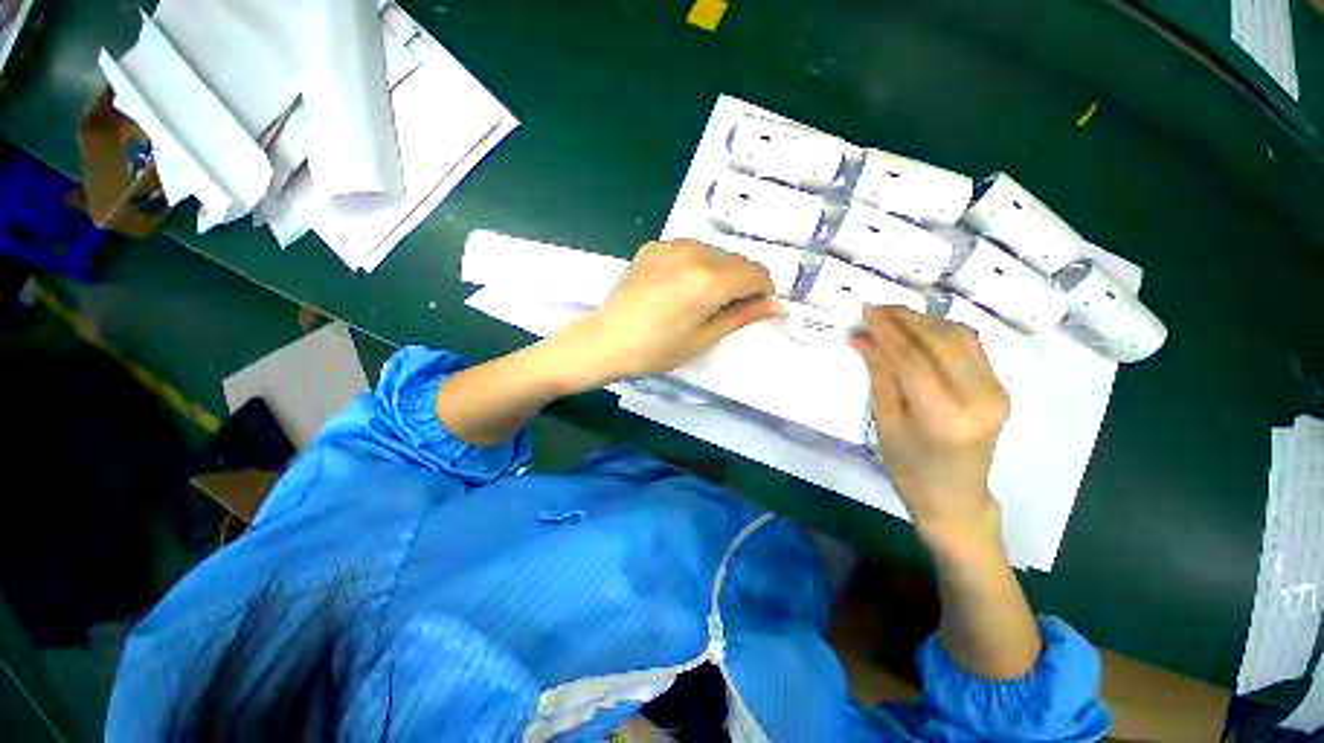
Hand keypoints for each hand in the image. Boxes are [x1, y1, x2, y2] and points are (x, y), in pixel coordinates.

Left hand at [555, 240, 780, 387]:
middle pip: (737, 260)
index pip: (756, 273)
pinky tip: (679, 287)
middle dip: (743, 282)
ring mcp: (671, 245)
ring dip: (720, 272)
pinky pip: (690, 250)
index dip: (763, 291)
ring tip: (701, 300)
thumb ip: (741, 316)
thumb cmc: (656, 349)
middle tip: (729, 309)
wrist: (606, 340)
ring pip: (715, 252)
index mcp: (709, 280)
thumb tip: (775, 305)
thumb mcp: (703, 339)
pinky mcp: (654, 246)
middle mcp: (694, 252)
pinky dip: (696, 265)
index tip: (756, 309)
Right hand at [851, 306, 1008, 542]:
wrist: (955, 497)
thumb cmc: (910, 469)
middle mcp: (980, 399)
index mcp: (945, 418)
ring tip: (892, 315)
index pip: (914, 360)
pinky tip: (918, 329)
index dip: (887, 332)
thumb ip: (880, 377)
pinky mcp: (1000, 387)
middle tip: (875, 307)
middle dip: (905, 319)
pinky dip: (941, 332)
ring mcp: (997, 391)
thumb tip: (863, 339)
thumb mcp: (886, 424)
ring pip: (960, 338)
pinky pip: (971, 347)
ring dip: (924, 321)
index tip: (865, 311)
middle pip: (941, 342)